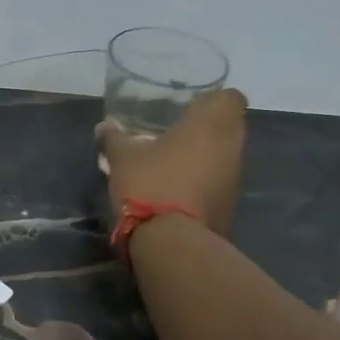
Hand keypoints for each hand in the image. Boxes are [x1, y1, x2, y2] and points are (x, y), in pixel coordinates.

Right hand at [96, 88, 249, 235]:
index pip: (231, 97)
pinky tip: (178, 193)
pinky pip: (219, 186)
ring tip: (174, 166)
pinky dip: (204, 186)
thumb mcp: (122, 158)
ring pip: (225, 158)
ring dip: (206, 159)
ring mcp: (235, 180)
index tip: (190, 108)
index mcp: (212, 123)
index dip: (213, 100)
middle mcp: (233, 147)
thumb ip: (114, 138)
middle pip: (229, 128)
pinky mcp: (231, 208)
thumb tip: (104, 126)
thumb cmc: (151, 183)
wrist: (173, 242)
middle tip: (176, 135)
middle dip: (207, 130)